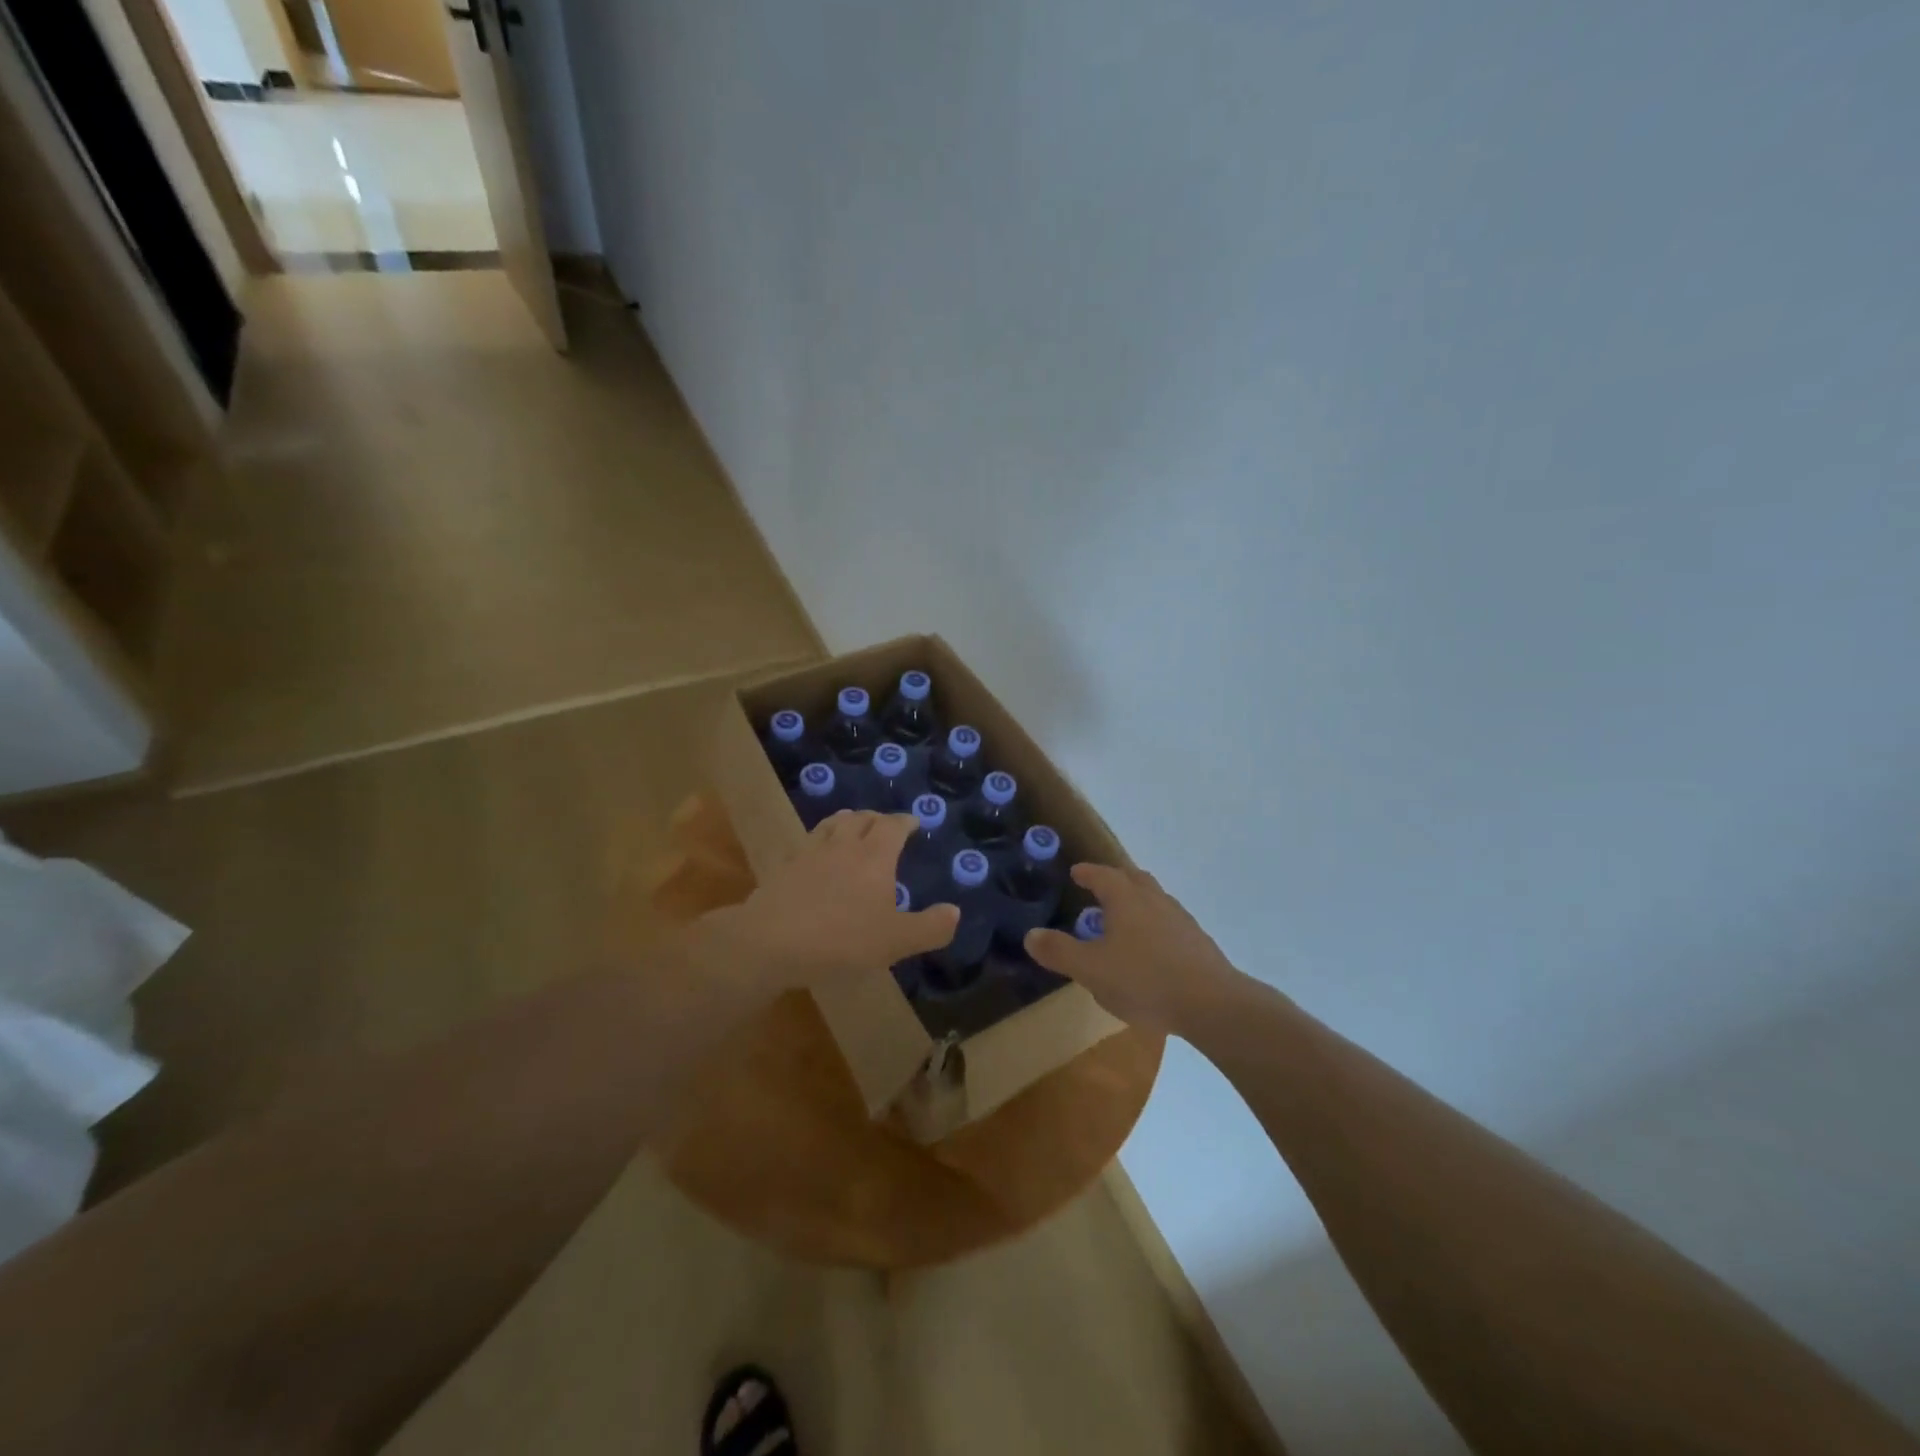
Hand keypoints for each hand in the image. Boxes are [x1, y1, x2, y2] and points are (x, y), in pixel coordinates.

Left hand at [703, 811, 958, 995]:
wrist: (770, 941)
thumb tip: (955, 911)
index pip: (893, 825)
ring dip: (848, 822)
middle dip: (878, 819)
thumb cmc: (841, 939)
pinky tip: (817, 856)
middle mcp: (844, 845)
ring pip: (832, 824)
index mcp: (875, 856)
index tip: (913, 823)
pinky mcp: (785, 867)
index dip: (905, 821)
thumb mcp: (895, 941)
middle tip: (886, 826)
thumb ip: (929, 927)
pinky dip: (820, 842)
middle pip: (862, 818)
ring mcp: (810, 852)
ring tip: (852, 829)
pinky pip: (807, 843)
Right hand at [1025, 864, 1241, 1033]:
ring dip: (1137, 901)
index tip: (1076, 872)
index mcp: (1125, 898)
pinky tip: (1151, 949)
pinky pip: (1169, 922)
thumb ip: (1059, 951)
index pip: (1102, 875)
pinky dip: (1154, 925)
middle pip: (1133, 879)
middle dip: (1115, 880)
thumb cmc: (1144, 980)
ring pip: (1154, 899)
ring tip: (1123, 920)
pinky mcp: (1197, 942)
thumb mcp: (1091, 969)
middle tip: (1100, 888)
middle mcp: (1154, 899)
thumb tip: (1031, 935)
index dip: (1087, 873)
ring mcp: (1180, 919)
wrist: (1211, 1003)